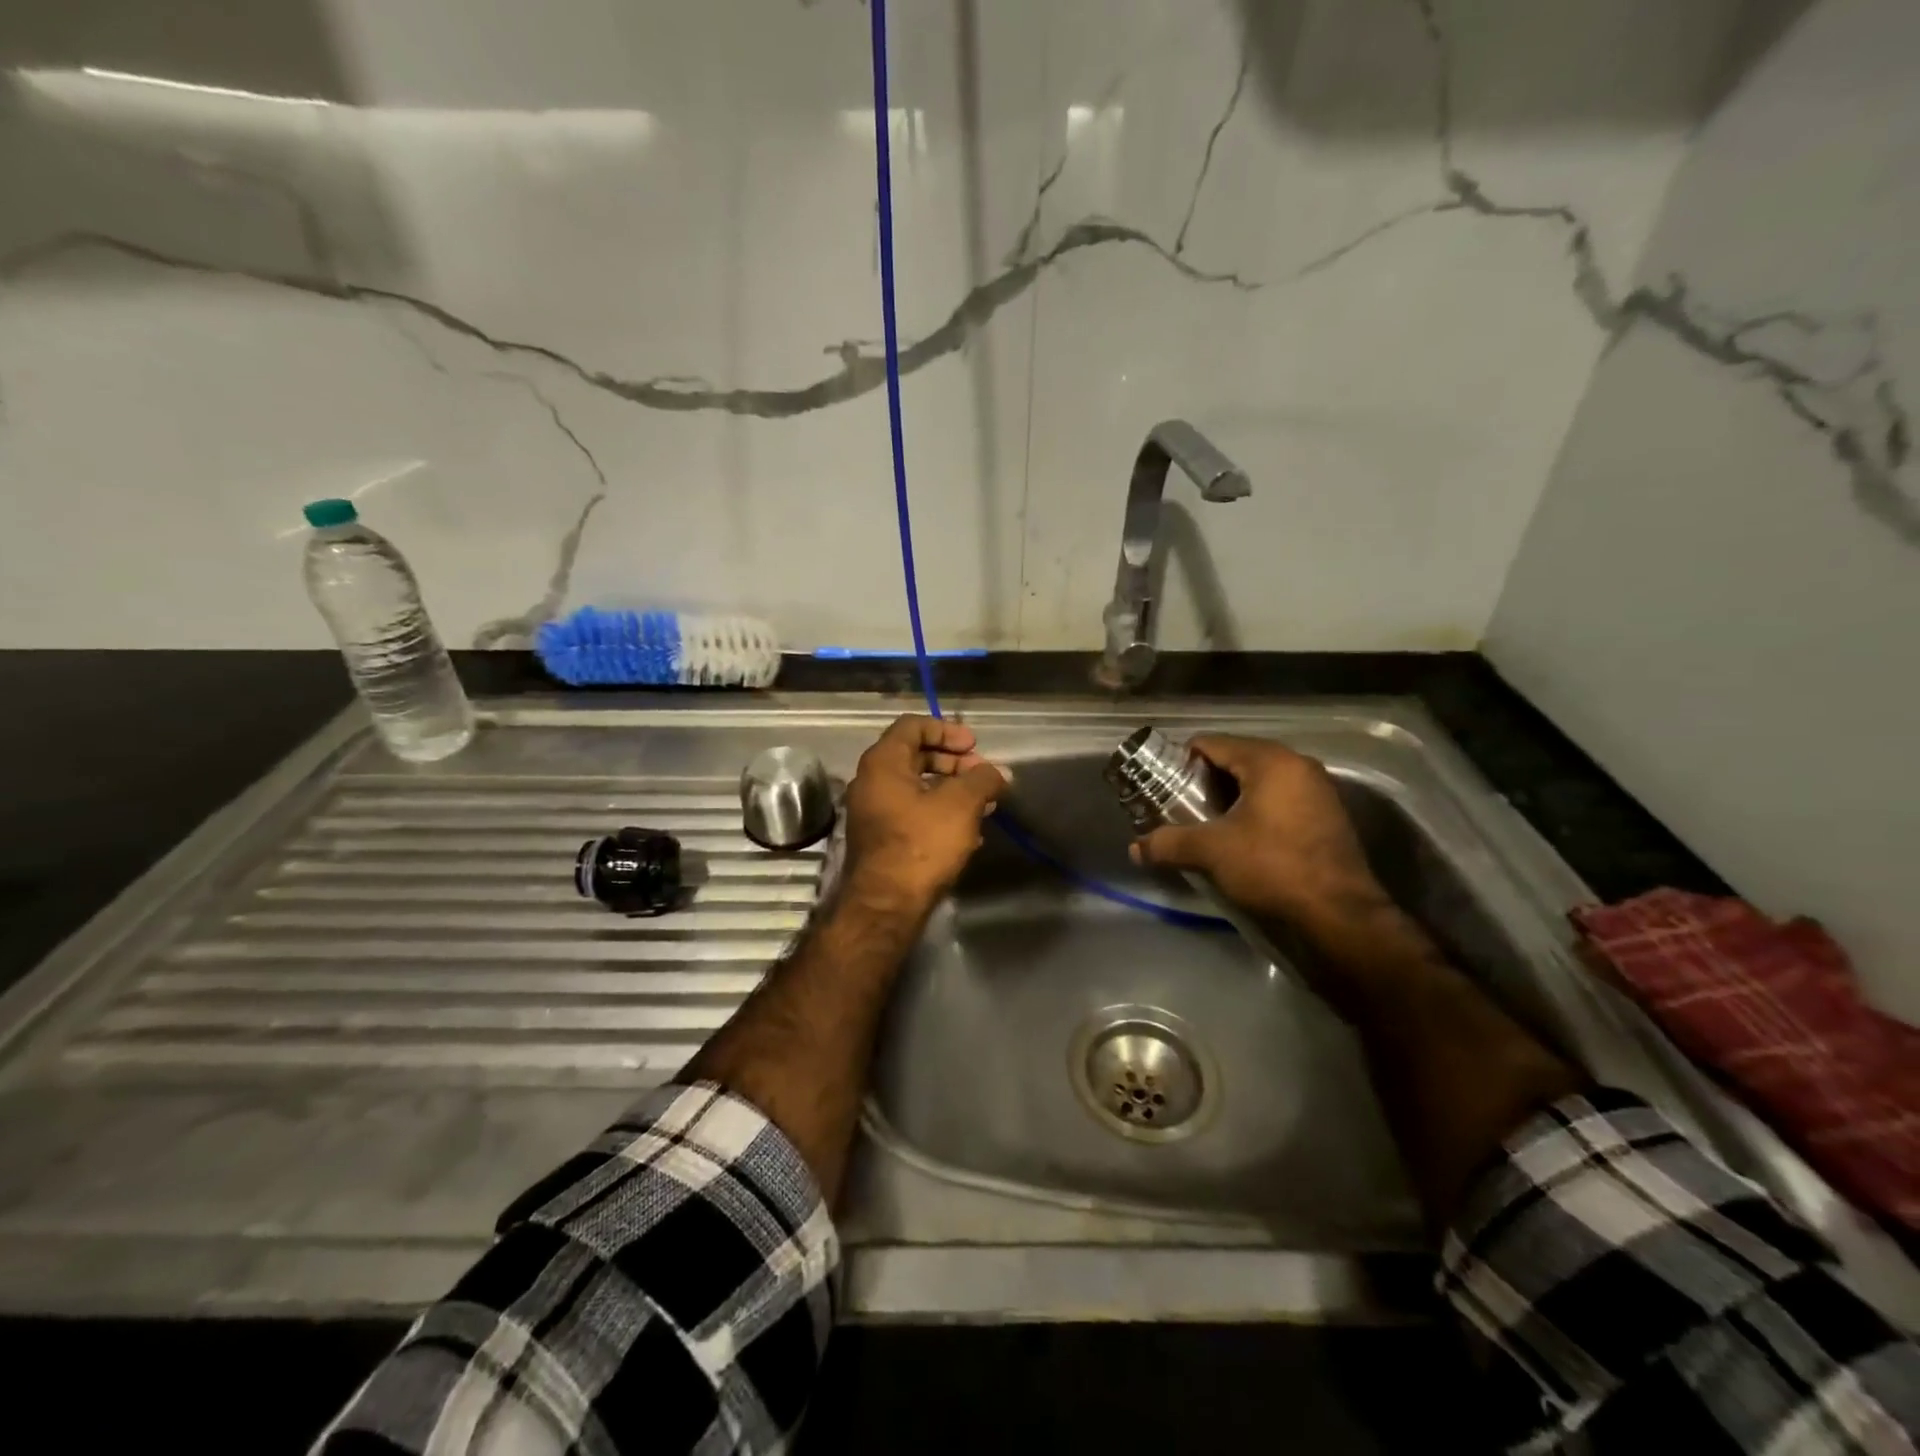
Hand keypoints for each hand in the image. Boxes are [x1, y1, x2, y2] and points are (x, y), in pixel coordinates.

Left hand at [842, 715, 1006, 913]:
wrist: (886, 905)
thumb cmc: (921, 844)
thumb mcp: (961, 805)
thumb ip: (982, 780)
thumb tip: (998, 773)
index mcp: (883, 763)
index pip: (912, 726)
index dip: (946, 730)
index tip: (974, 745)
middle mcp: (871, 782)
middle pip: (914, 755)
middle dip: (953, 761)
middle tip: (981, 774)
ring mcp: (872, 812)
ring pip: (915, 786)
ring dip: (950, 788)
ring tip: (983, 803)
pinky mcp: (880, 838)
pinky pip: (912, 811)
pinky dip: (939, 811)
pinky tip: (968, 830)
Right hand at [1129, 735, 1405, 949]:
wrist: (1340, 915)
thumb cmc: (1273, 867)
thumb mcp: (1211, 852)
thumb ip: (1168, 843)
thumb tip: (1134, 848)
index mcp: (1271, 760)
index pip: (1211, 743)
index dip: (1179, 761)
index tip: (1159, 784)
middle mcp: (1298, 765)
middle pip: (1235, 760)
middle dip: (1203, 782)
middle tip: (1177, 806)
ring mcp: (1317, 791)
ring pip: (1258, 782)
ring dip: (1228, 799)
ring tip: (1203, 824)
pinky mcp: (1326, 817)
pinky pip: (1278, 801)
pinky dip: (1253, 811)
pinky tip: (1237, 838)